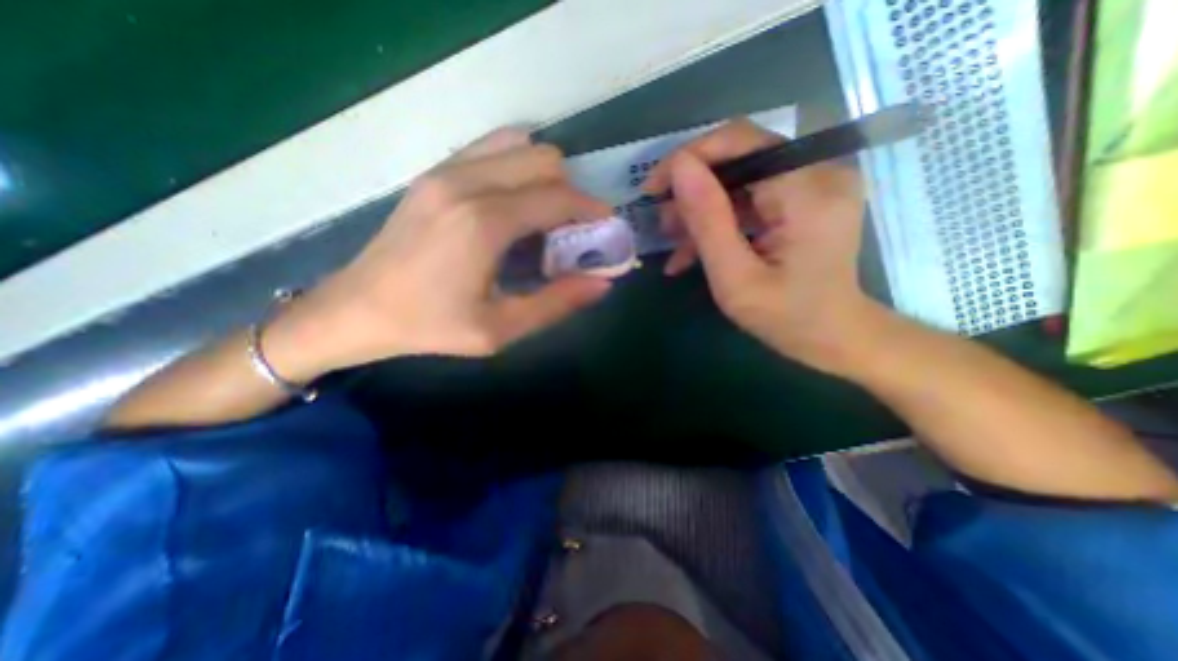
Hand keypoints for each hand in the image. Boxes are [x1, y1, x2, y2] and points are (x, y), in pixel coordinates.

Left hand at [265, 130, 617, 379]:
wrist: (358, 309)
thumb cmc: (431, 325)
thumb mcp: (500, 330)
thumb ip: (556, 303)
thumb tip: (603, 283)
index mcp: (485, 223)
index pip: (559, 198)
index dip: (592, 210)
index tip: (607, 227)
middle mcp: (467, 183)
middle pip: (545, 161)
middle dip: (571, 192)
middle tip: (573, 230)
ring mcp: (447, 170)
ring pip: (521, 147)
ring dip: (545, 177)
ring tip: (545, 217)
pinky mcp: (435, 172)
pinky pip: (492, 149)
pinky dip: (517, 167)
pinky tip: (515, 204)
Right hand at [644, 119, 871, 374]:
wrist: (835, 336)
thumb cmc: (786, 318)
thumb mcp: (735, 277)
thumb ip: (708, 220)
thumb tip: (679, 168)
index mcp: (807, 191)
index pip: (741, 141)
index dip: (689, 157)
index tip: (653, 190)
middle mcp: (819, 172)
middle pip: (739, 157)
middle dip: (693, 189)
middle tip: (664, 224)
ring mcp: (815, 184)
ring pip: (741, 178)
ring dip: (703, 208)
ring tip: (676, 243)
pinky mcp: (806, 198)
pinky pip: (752, 197)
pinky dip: (722, 219)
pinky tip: (696, 249)